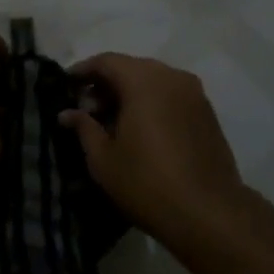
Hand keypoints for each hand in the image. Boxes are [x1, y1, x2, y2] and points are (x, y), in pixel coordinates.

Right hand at [60, 54, 247, 240]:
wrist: (208, 212)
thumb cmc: (146, 183)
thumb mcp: (103, 159)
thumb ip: (84, 128)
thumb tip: (67, 113)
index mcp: (144, 81)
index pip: (107, 61)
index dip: (83, 70)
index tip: (66, 86)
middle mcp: (172, 77)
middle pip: (132, 68)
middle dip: (106, 83)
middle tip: (86, 107)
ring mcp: (195, 94)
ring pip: (154, 81)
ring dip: (130, 93)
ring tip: (110, 121)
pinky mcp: (207, 113)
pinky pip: (171, 95)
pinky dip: (151, 103)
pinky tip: (139, 129)